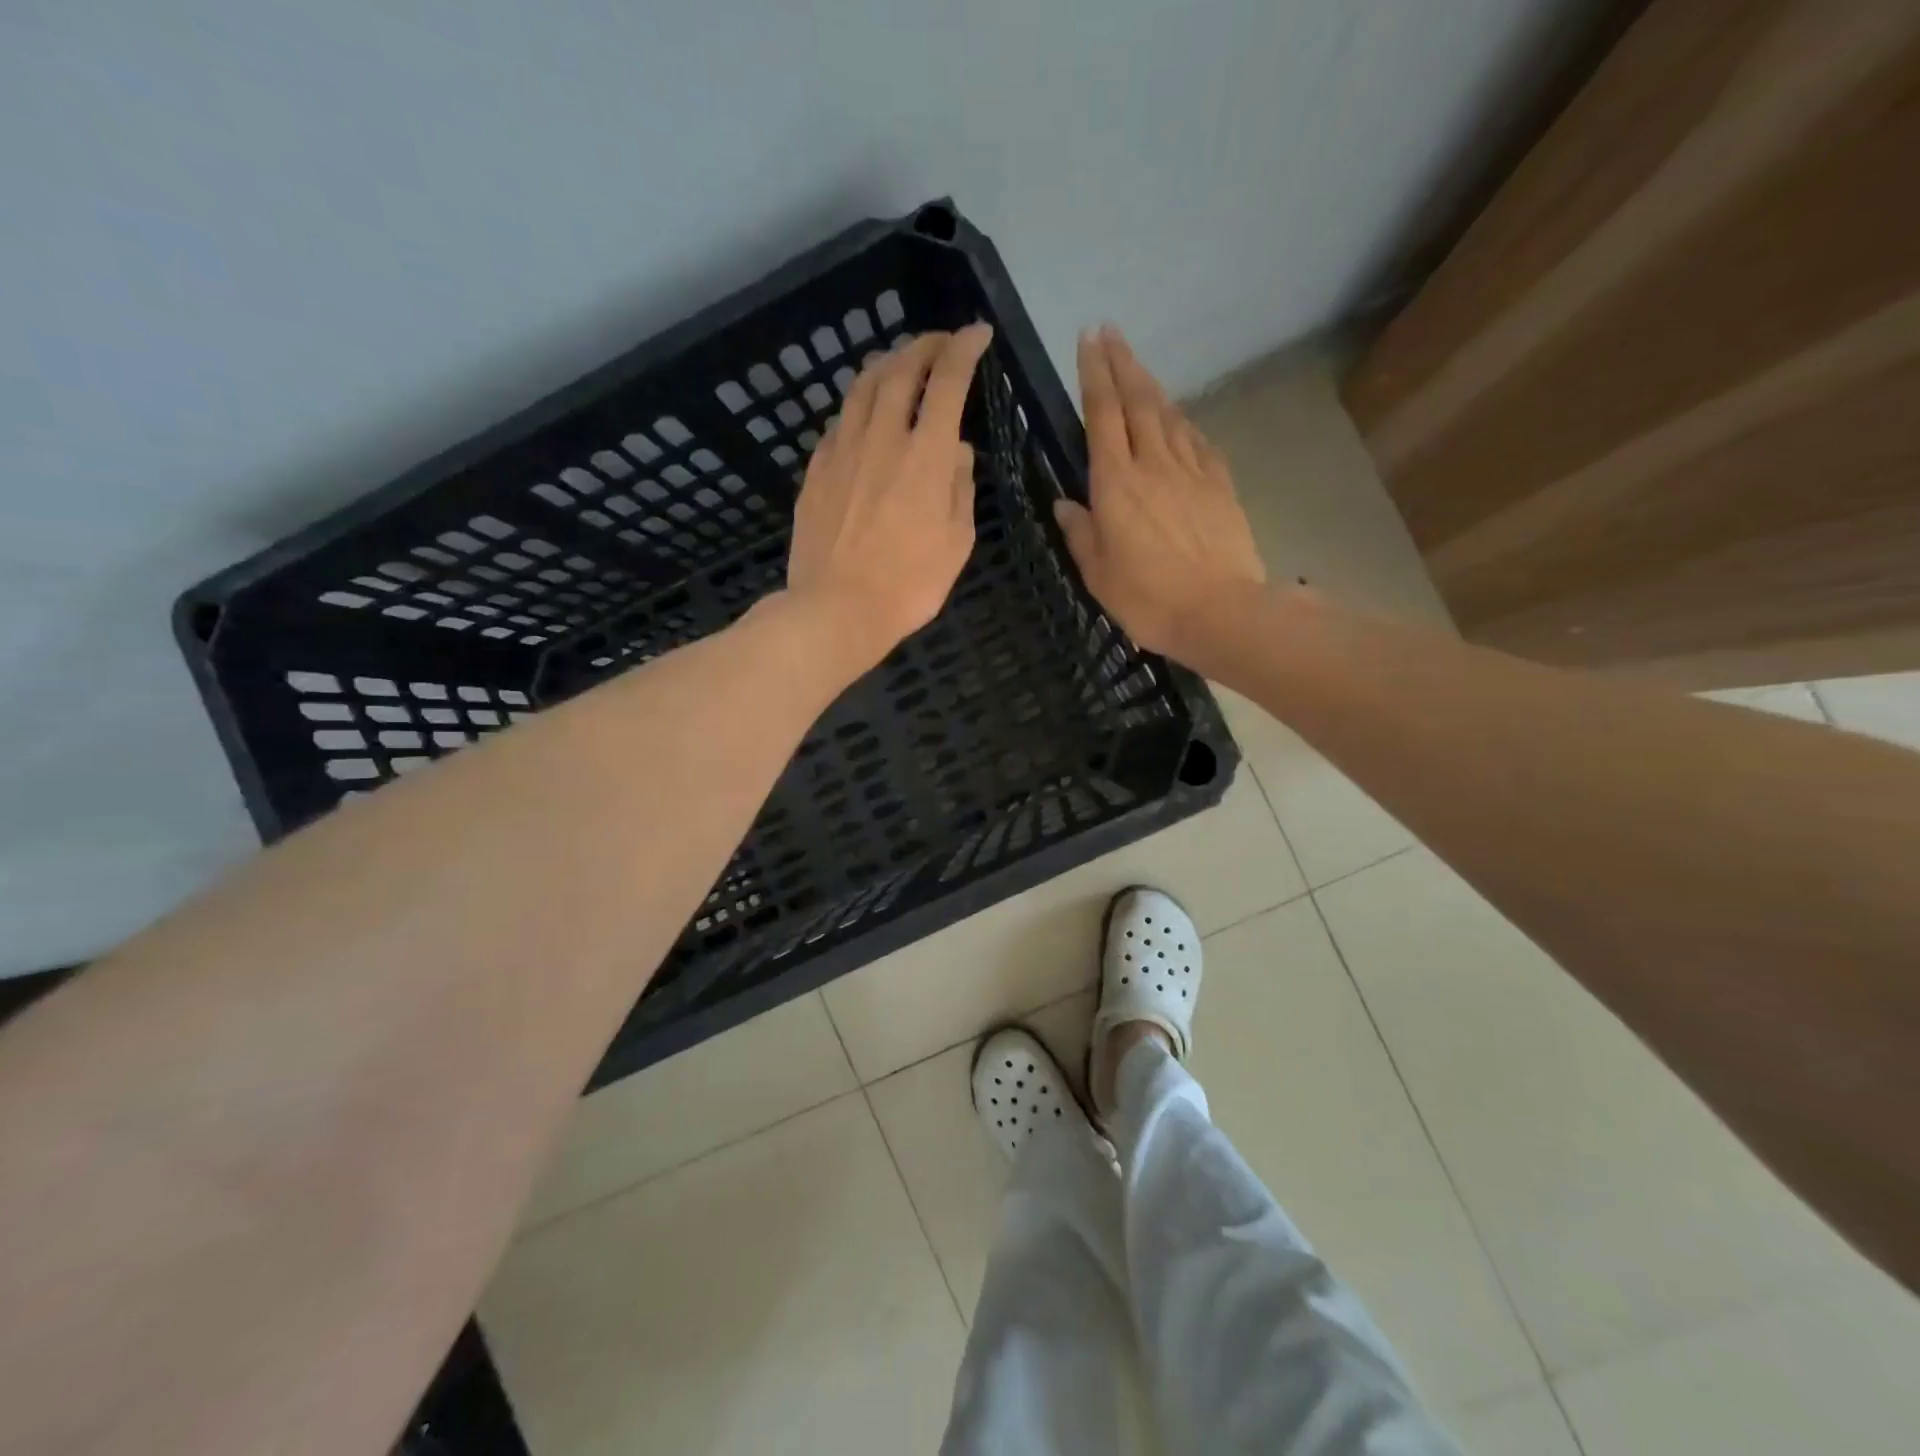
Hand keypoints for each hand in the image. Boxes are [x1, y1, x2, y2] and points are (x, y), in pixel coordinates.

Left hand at [784, 323, 992, 671]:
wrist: (836, 610)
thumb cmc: (909, 586)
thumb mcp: (957, 543)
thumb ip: (960, 488)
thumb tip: (956, 450)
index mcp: (926, 455)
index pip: (948, 381)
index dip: (964, 349)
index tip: (976, 334)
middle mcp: (882, 438)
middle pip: (900, 370)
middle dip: (924, 345)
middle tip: (938, 343)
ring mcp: (842, 452)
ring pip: (862, 388)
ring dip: (886, 365)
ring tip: (898, 363)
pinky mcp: (816, 471)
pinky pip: (838, 422)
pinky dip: (857, 406)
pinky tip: (862, 415)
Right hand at [1054, 327, 1265, 664]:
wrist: (1220, 611)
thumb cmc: (1148, 599)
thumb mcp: (1098, 573)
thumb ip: (1080, 533)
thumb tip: (1064, 503)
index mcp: (1116, 484)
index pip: (1102, 415)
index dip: (1094, 374)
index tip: (1088, 338)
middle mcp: (1153, 465)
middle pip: (1137, 401)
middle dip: (1122, 363)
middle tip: (1110, 331)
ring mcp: (1192, 471)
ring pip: (1169, 415)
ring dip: (1151, 386)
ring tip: (1138, 367)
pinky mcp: (1220, 485)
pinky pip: (1198, 442)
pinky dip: (1184, 423)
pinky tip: (1180, 420)